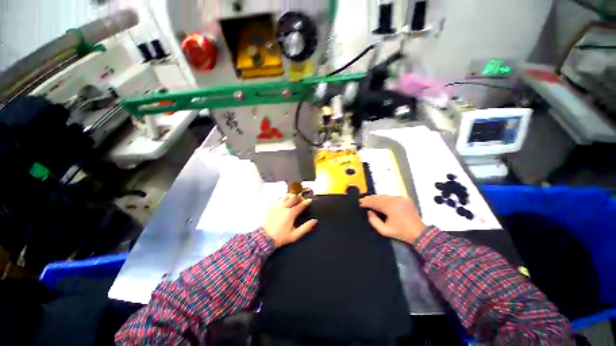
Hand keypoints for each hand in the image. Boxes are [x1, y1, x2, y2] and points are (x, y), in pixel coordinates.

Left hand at [262, 194, 317, 247]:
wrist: (265, 238)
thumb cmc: (280, 237)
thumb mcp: (295, 235)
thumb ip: (306, 227)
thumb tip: (314, 221)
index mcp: (290, 213)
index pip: (301, 205)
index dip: (306, 202)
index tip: (309, 201)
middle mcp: (284, 207)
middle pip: (294, 197)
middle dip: (299, 197)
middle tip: (301, 200)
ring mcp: (276, 206)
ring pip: (285, 196)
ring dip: (291, 196)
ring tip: (293, 199)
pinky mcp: (270, 206)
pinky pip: (277, 198)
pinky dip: (282, 199)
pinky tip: (283, 202)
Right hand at [359, 195, 425, 243]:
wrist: (420, 233)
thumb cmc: (401, 232)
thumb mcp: (384, 230)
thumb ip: (374, 221)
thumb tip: (369, 212)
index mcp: (390, 207)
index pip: (375, 202)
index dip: (366, 202)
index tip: (360, 203)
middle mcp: (395, 200)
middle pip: (379, 197)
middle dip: (370, 198)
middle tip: (362, 199)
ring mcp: (400, 198)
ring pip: (384, 196)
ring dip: (376, 198)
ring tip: (369, 199)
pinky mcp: (404, 199)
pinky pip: (391, 197)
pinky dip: (384, 198)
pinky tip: (379, 200)